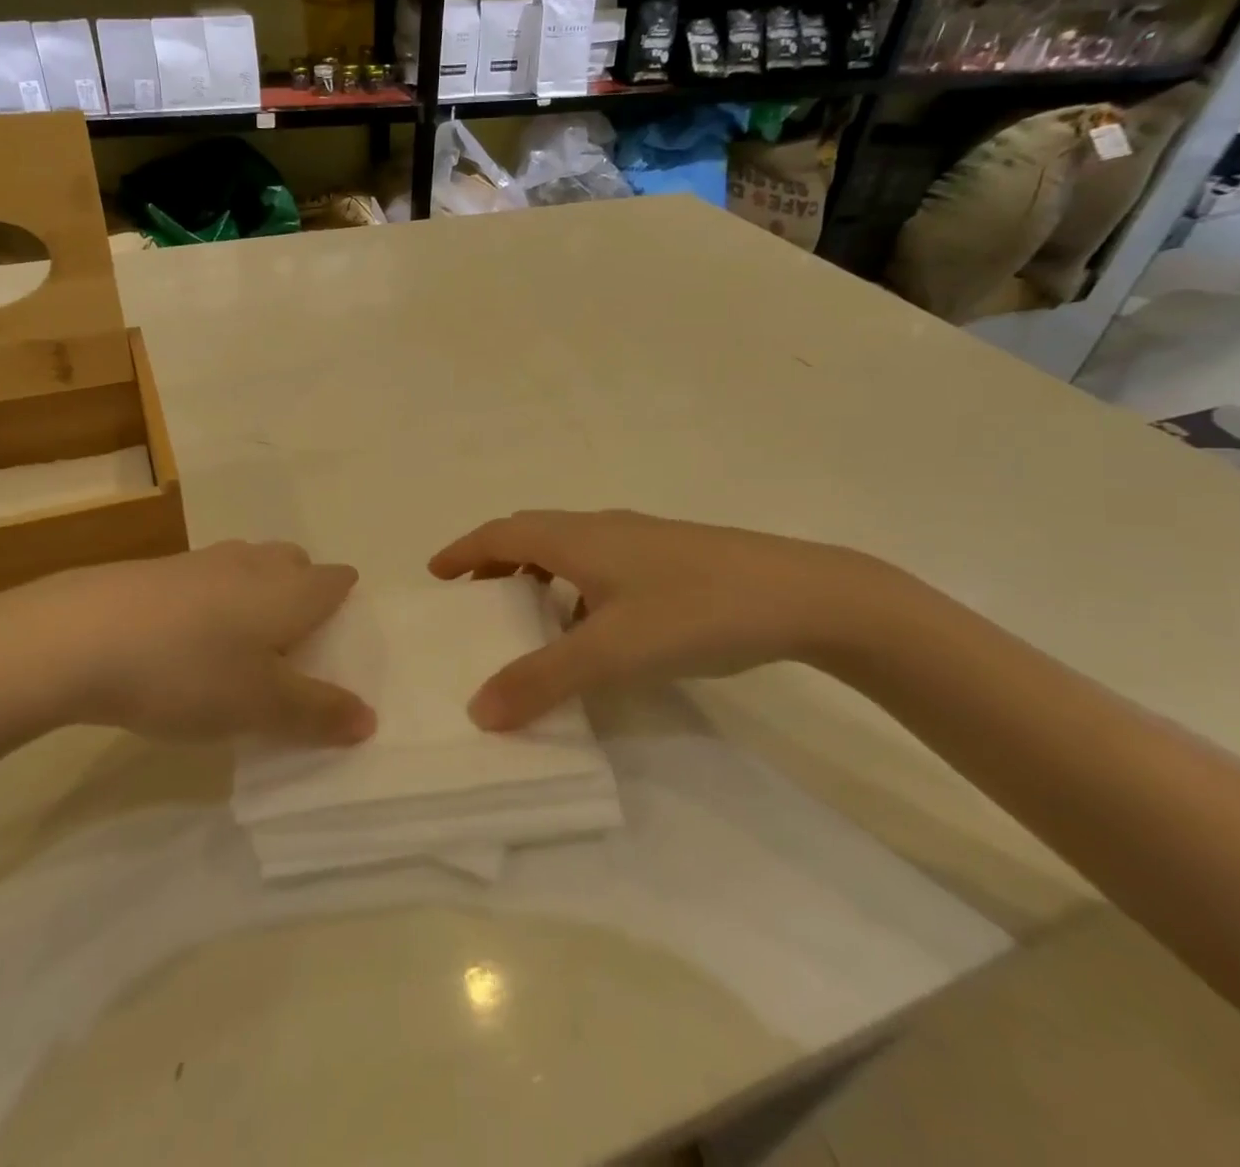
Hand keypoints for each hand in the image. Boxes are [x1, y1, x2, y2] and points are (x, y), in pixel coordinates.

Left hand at [0, 542, 375, 746]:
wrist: (79, 635)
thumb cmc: (189, 670)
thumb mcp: (261, 706)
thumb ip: (319, 713)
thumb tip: (370, 718)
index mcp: (292, 589)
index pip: (338, 581)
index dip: (346, 606)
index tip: (337, 642)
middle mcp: (255, 563)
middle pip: (296, 565)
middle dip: (303, 595)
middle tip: (291, 647)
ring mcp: (204, 561)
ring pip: (250, 568)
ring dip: (256, 597)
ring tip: (240, 646)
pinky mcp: (161, 570)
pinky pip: (208, 580)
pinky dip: (213, 603)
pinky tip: (187, 642)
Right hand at [429, 510, 900, 730]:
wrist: (805, 595)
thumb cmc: (696, 611)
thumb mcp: (612, 651)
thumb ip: (543, 680)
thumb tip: (478, 711)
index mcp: (577, 537)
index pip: (501, 532)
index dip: (463, 550)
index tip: (435, 574)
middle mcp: (602, 528)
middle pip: (531, 534)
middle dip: (494, 561)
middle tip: (472, 597)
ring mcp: (641, 541)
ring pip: (568, 548)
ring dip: (536, 574)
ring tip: (526, 615)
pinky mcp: (671, 559)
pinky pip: (600, 564)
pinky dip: (575, 587)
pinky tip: (595, 627)